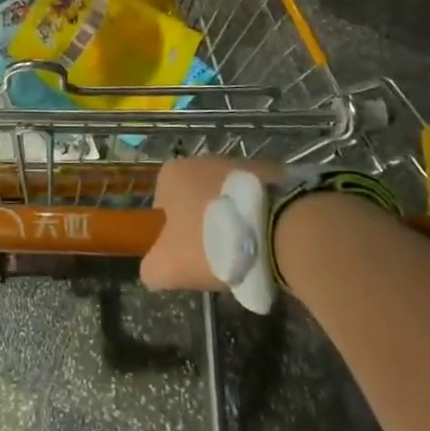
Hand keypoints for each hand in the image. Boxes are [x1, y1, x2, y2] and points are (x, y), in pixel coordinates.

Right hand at [140, 155, 278, 292]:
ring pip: (227, 200)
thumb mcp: (168, 267)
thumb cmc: (212, 242)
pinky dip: (258, 217)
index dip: (174, 236)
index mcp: (171, 174)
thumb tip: (153, 270)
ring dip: (233, 221)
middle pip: (195, 202)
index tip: (189, 257)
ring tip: (248, 252)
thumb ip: (151, 269)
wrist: (278, 228)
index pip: (163, 208)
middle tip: (219, 257)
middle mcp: (200, 160)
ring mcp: (238, 163)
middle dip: (204, 226)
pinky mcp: (270, 173)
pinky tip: (268, 241)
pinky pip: (255, 200)